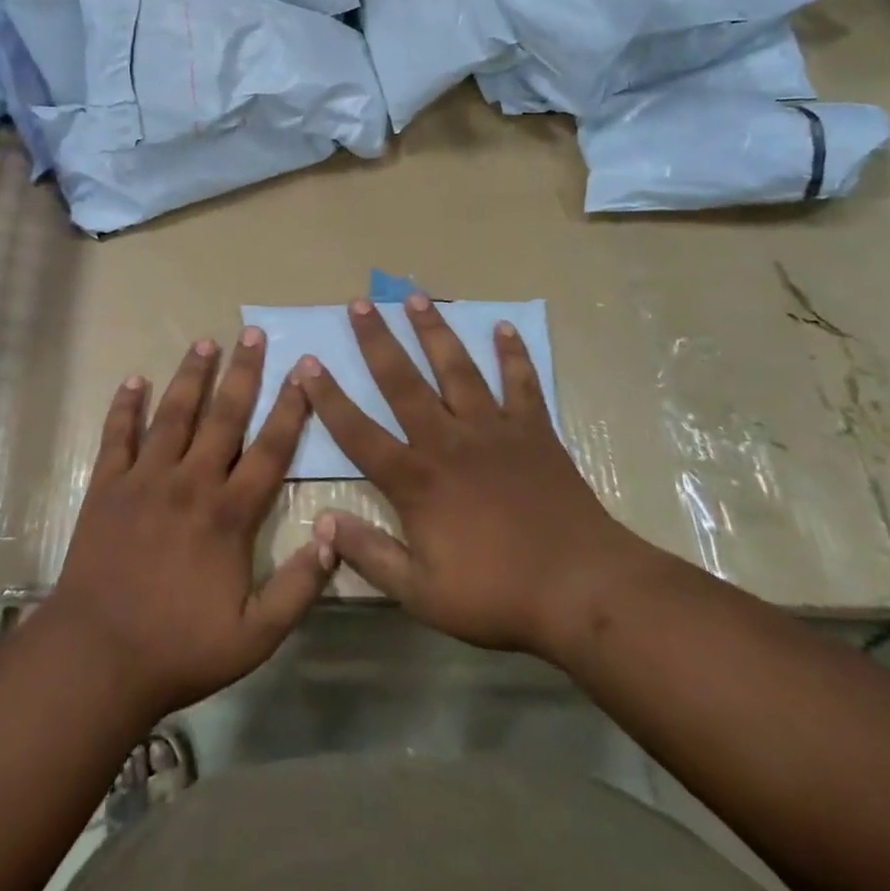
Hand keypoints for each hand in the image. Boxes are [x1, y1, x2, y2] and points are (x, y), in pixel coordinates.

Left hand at [46, 329, 332, 722]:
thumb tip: (335, 534)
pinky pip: (117, 436)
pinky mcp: (107, 487)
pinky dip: (125, 406)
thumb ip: (299, 586)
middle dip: (242, 373)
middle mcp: (190, 483)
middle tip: (253, 334)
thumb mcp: (256, 635)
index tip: (303, 372)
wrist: (98, 657)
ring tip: (205, 342)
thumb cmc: (180, 648)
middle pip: (223, 417)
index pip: (269, 449)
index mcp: (229, 514)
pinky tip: (134, 379)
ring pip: (173, 415)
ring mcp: (145, 480)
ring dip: (190, 377)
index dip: (290, 409)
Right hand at [301, 297, 655, 658]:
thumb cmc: (497, 594)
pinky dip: (512, 354)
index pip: (358, 431)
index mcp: (416, 479)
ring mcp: (493, 430)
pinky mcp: (533, 432)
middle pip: (403, 382)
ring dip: (434, 331)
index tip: (307, 363)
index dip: (329, 398)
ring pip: (456, 369)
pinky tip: (503, 327)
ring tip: (414, 296)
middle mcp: (447, 441)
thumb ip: (370, 554)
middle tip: (359, 303)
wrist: (582, 590)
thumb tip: (322, 522)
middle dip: (377, 341)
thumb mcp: (421, 592)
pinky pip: (521, 383)